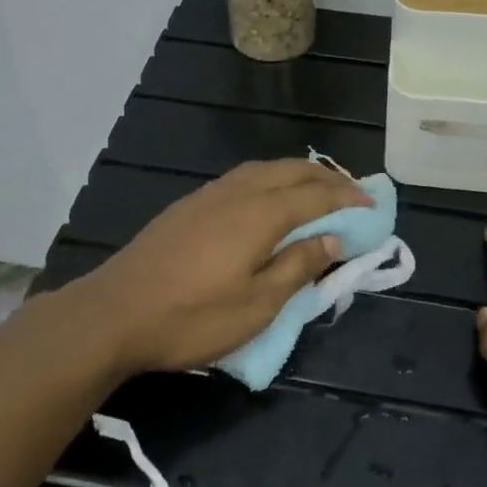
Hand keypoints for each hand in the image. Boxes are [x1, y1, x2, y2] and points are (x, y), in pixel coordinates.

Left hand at [71, 159, 370, 376]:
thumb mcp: (256, 306)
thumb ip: (297, 267)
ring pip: (264, 169)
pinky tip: (268, 198)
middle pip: (291, 171)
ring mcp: (208, 195)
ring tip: (318, 189)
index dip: (347, 199)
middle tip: (353, 192)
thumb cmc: (191, 318)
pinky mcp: (188, 206)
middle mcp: (237, 193)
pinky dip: (270, 179)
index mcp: (259, 215)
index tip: (373, 205)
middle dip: (327, 177)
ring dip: (297, 174)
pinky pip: (242, 178)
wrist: (113, 313)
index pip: (315, 197)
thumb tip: (331, 240)